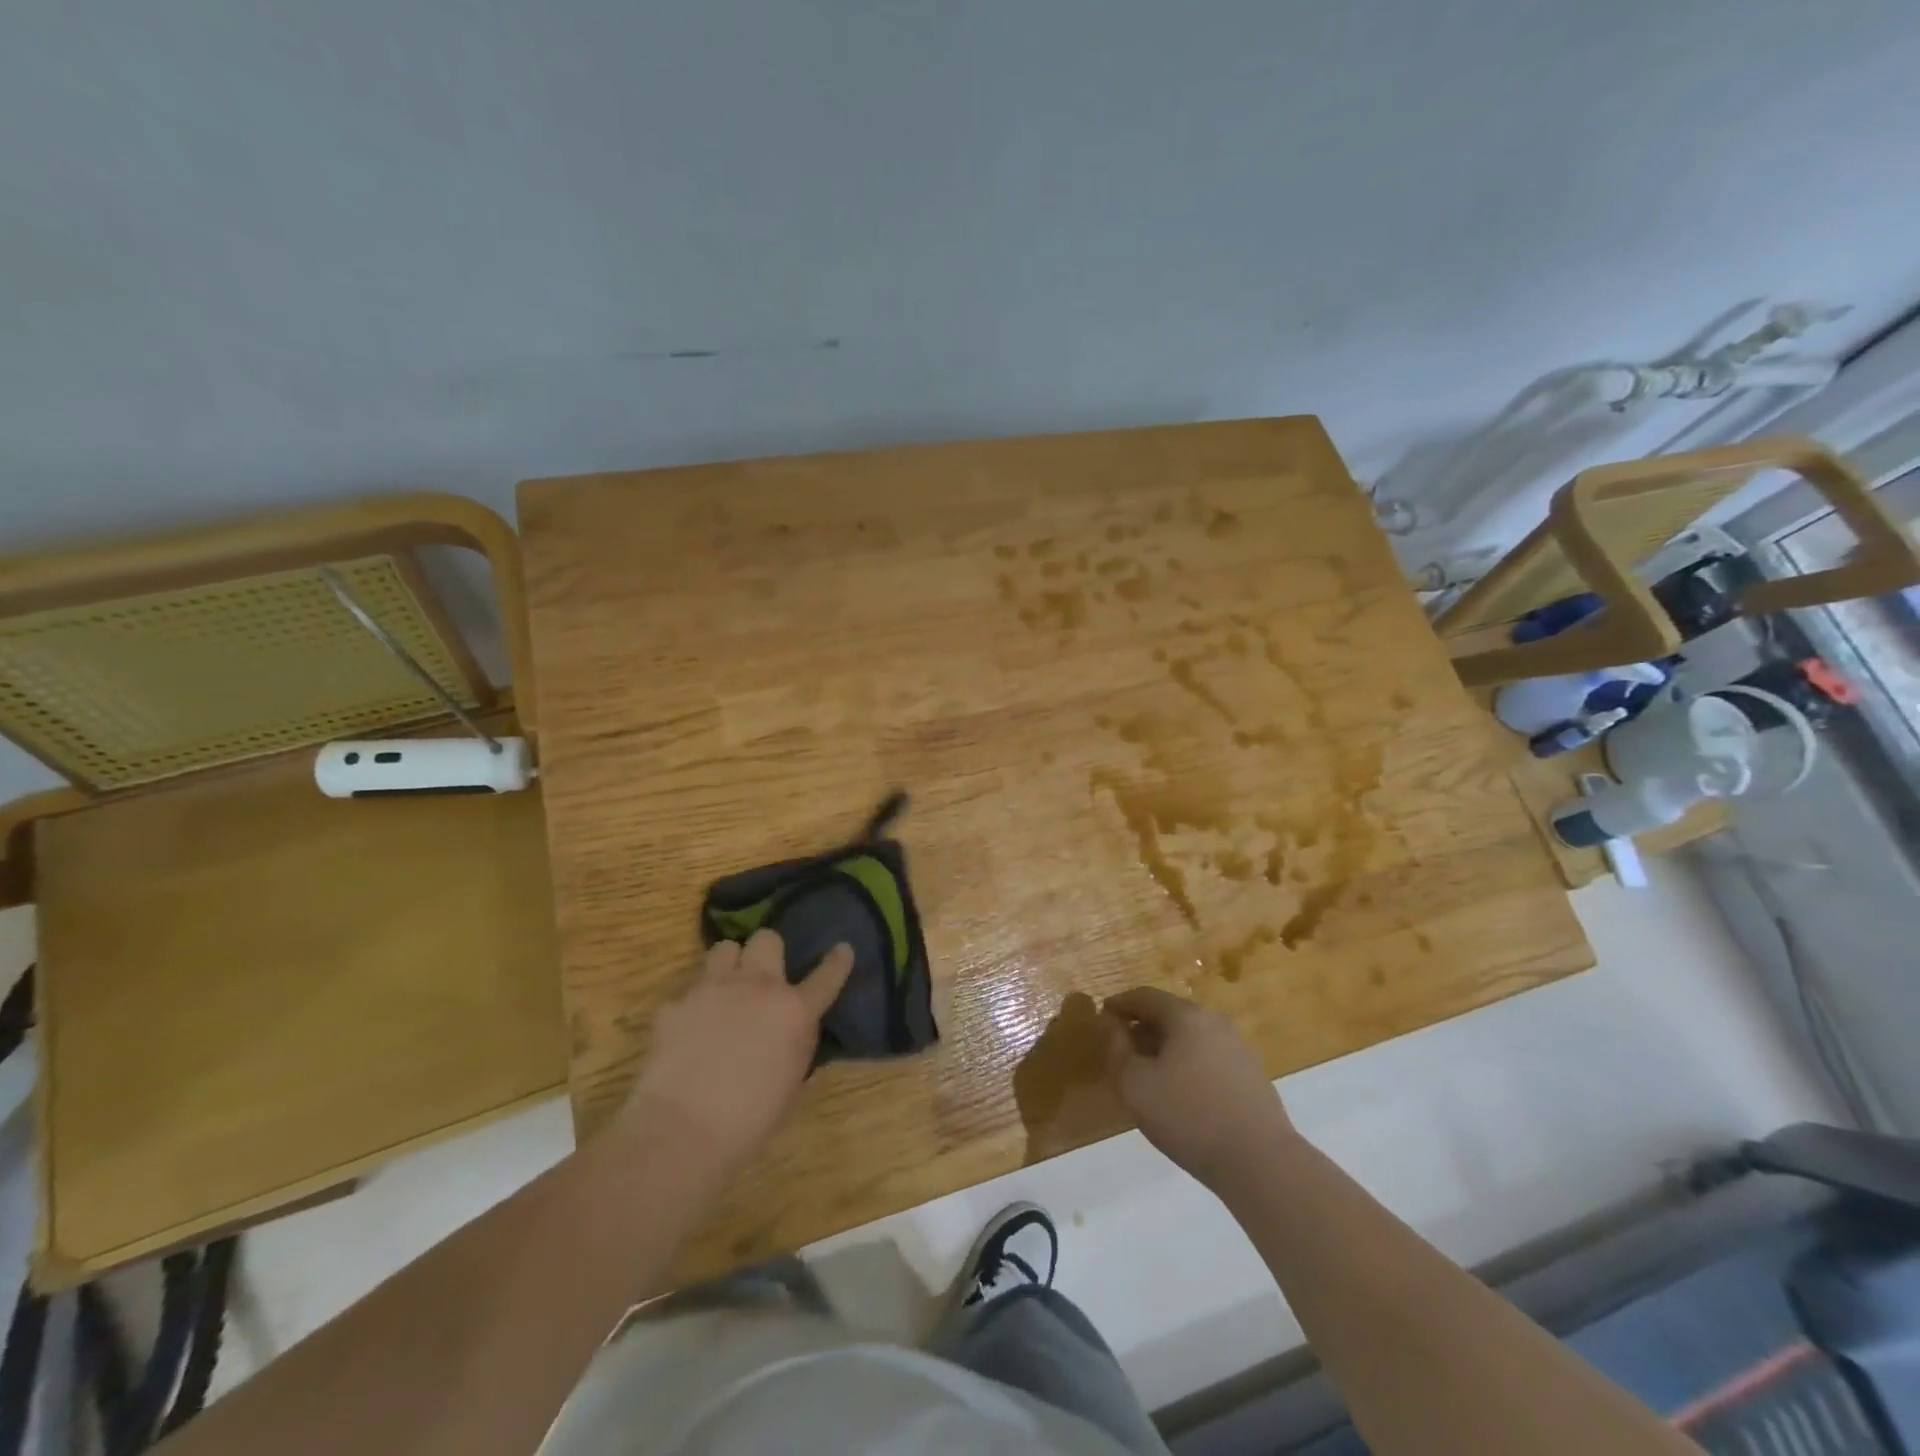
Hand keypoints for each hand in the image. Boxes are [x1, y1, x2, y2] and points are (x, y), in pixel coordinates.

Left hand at [619, 929, 853, 1180]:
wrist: (682, 1131)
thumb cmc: (749, 1120)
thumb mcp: (791, 1082)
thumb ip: (796, 1044)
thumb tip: (795, 1030)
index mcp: (794, 1011)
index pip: (826, 976)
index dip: (838, 961)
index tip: (842, 949)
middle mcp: (757, 987)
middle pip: (767, 939)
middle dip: (767, 952)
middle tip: (762, 977)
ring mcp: (712, 988)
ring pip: (725, 948)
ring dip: (729, 966)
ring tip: (724, 990)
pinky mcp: (675, 1003)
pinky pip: (687, 989)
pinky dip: (691, 1004)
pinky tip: (687, 1028)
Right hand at [1104, 987, 1295, 1192]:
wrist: (1261, 1162)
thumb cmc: (1189, 1116)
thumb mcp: (1135, 1084)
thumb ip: (1116, 1049)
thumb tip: (1109, 1023)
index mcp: (1186, 1016)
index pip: (1145, 996)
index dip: (1120, 1004)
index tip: (1103, 1015)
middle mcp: (1215, 1022)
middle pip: (1170, 1014)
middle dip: (1143, 1027)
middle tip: (1122, 1048)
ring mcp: (1238, 1048)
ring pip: (1192, 1037)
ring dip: (1166, 1047)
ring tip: (1149, 1073)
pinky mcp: (1252, 1076)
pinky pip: (1209, 1057)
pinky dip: (1188, 1063)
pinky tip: (1182, 1092)